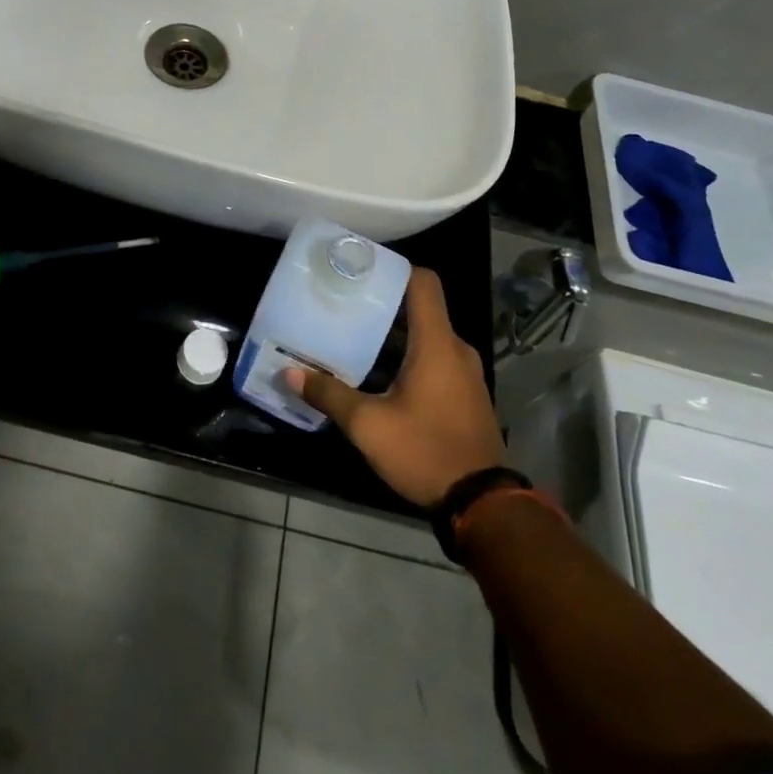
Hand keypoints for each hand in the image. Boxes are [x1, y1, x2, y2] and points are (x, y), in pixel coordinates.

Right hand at [284, 268, 503, 508]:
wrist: (483, 505)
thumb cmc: (425, 451)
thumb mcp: (369, 425)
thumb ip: (329, 394)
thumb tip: (289, 372)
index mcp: (437, 343)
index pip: (423, 282)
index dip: (393, 268)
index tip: (361, 269)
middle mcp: (455, 349)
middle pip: (420, 309)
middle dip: (383, 304)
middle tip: (344, 305)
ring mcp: (465, 373)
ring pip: (426, 337)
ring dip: (393, 336)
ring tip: (353, 337)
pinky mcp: (465, 395)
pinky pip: (435, 360)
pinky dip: (408, 357)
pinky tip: (378, 374)